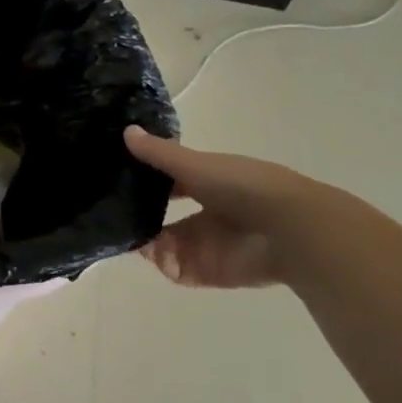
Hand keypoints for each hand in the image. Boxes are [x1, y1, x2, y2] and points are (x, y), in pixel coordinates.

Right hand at [124, 126, 306, 288]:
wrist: (287, 228)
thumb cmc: (242, 186)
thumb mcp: (196, 164)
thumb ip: (160, 153)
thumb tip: (126, 131)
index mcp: (206, 183)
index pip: (167, 181)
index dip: (143, 179)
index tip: (116, 176)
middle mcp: (204, 213)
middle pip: (162, 216)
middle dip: (139, 216)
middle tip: (114, 212)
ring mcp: (206, 244)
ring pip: (164, 244)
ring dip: (145, 241)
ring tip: (127, 233)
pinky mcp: (209, 271)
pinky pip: (176, 270)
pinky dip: (161, 263)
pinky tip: (152, 252)